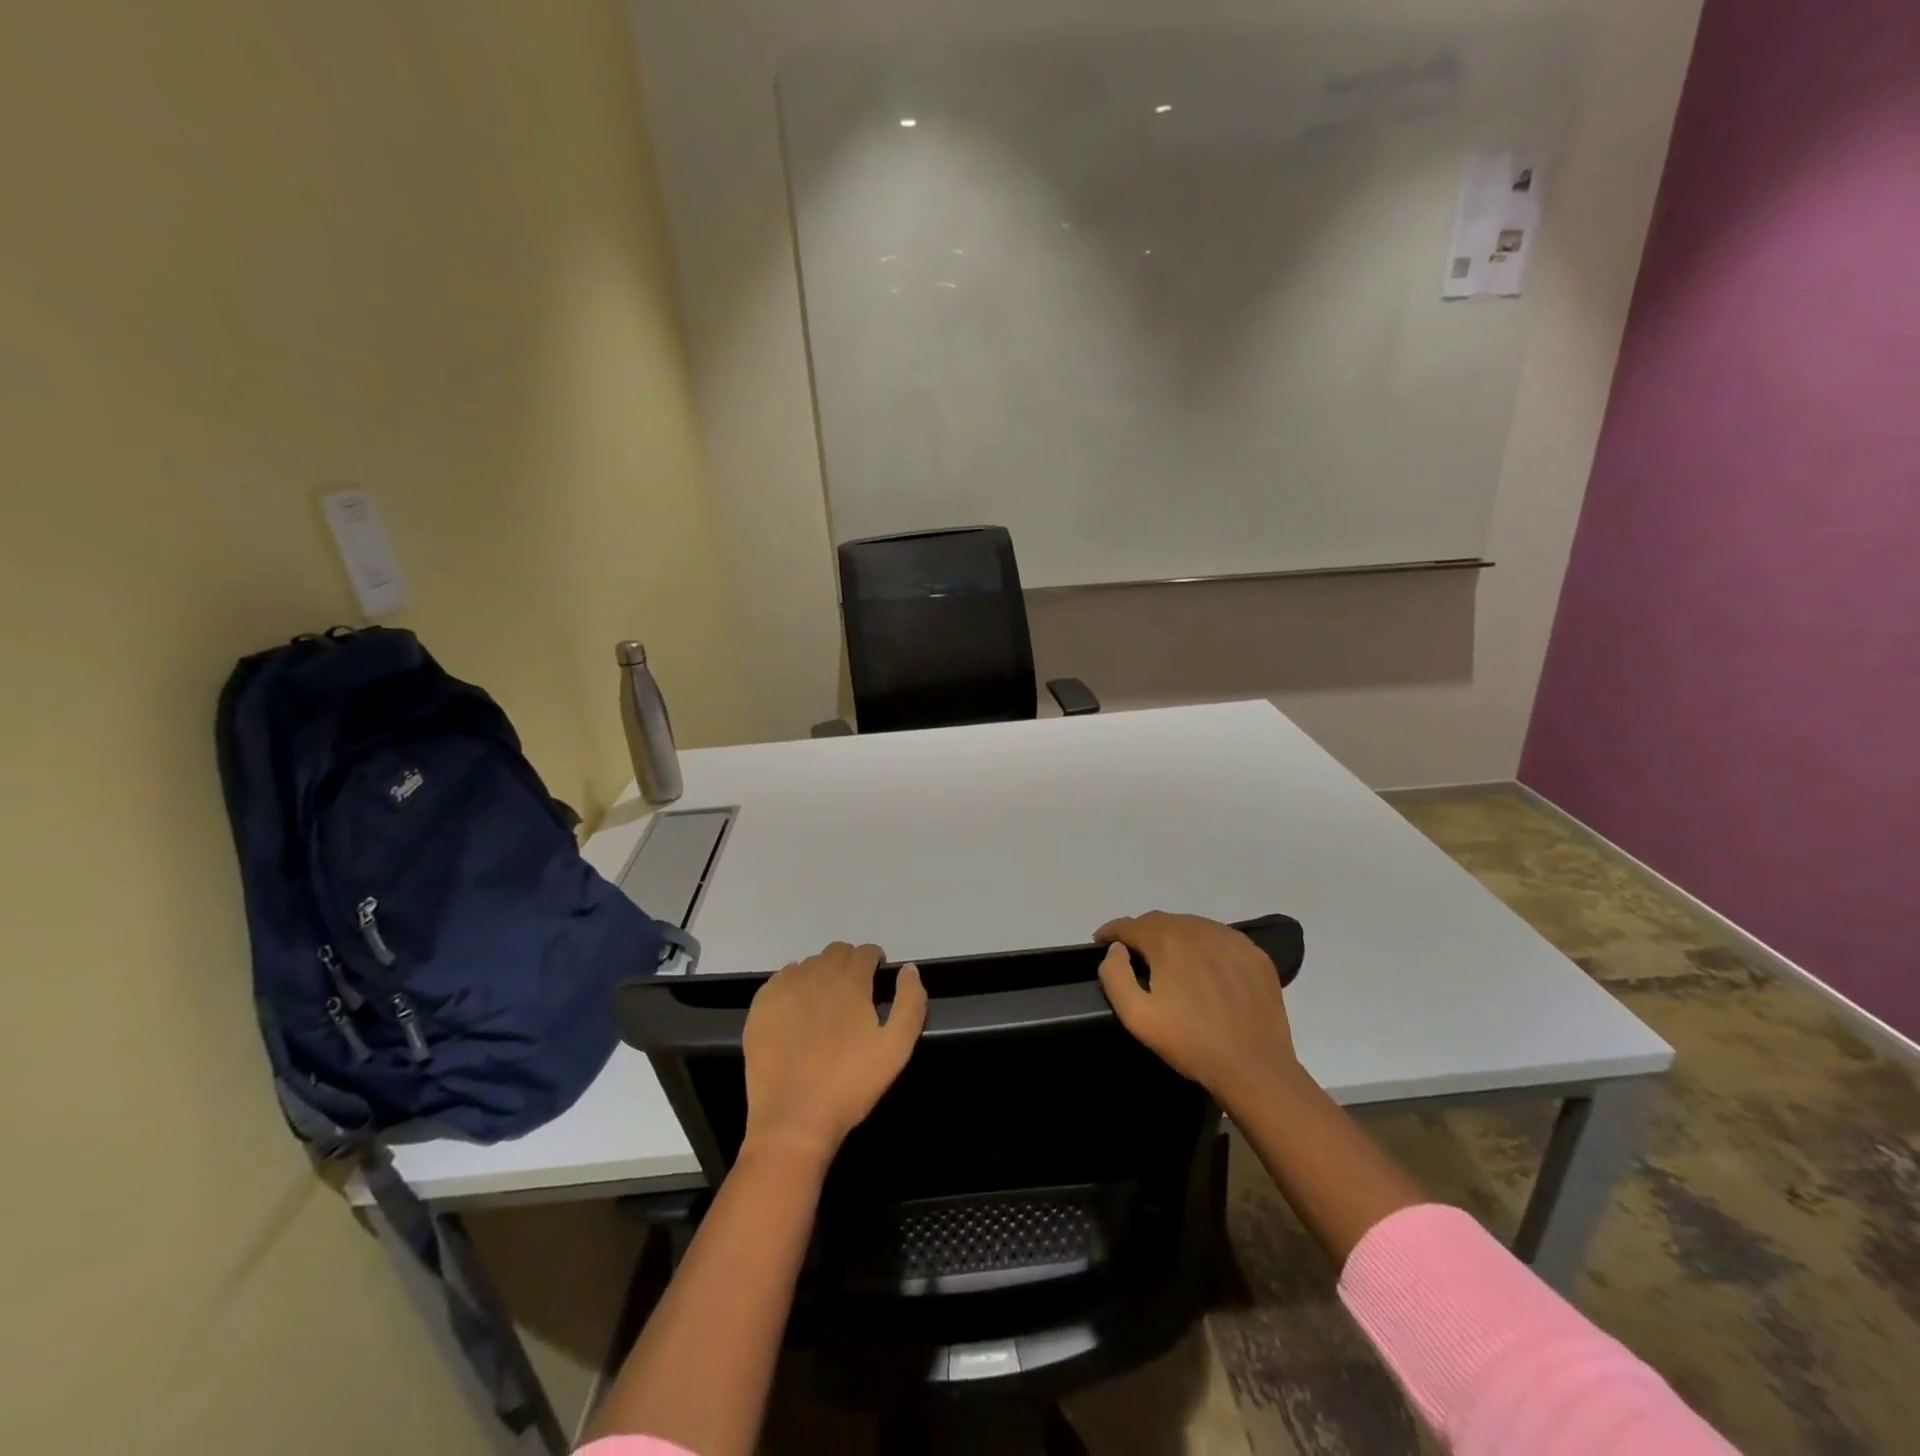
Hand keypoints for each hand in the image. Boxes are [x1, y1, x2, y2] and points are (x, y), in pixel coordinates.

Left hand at [741, 942, 927, 1164]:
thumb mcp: (896, 1048)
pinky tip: (797, 1012)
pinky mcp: (761, 1006)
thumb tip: (909, 969)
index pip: (865, 952)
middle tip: (854, 995)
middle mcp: (816, 974)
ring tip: (825, 1006)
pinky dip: (793, 986)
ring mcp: (784, 989)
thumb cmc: (850, 1085)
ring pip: (809, 964)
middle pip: (837, 952)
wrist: (793, 1121)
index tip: (877, 980)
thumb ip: (910, 1002)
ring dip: (822, 974)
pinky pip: (781, 979)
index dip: (875, 962)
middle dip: (849, 964)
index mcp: (850, 982)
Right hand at [1096, 912, 1302, 1108]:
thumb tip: (1116, 950)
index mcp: (1167, 942)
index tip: (1101, 942)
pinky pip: (1220, 937)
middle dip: (1141, 933)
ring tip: (1168, 959)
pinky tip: (1204, 967)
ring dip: (1173, 936)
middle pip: (1160, 921)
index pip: (1130, 925)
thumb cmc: (1190, 1044)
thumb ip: (1115, 976)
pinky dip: (1204, 944)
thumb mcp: (1137, 1017)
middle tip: (1134, 955)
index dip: (1111, 931)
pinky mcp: (1254, 954)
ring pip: (1191, 925)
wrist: (1254, 1068)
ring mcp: (1231, 939)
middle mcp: (1198, 929)